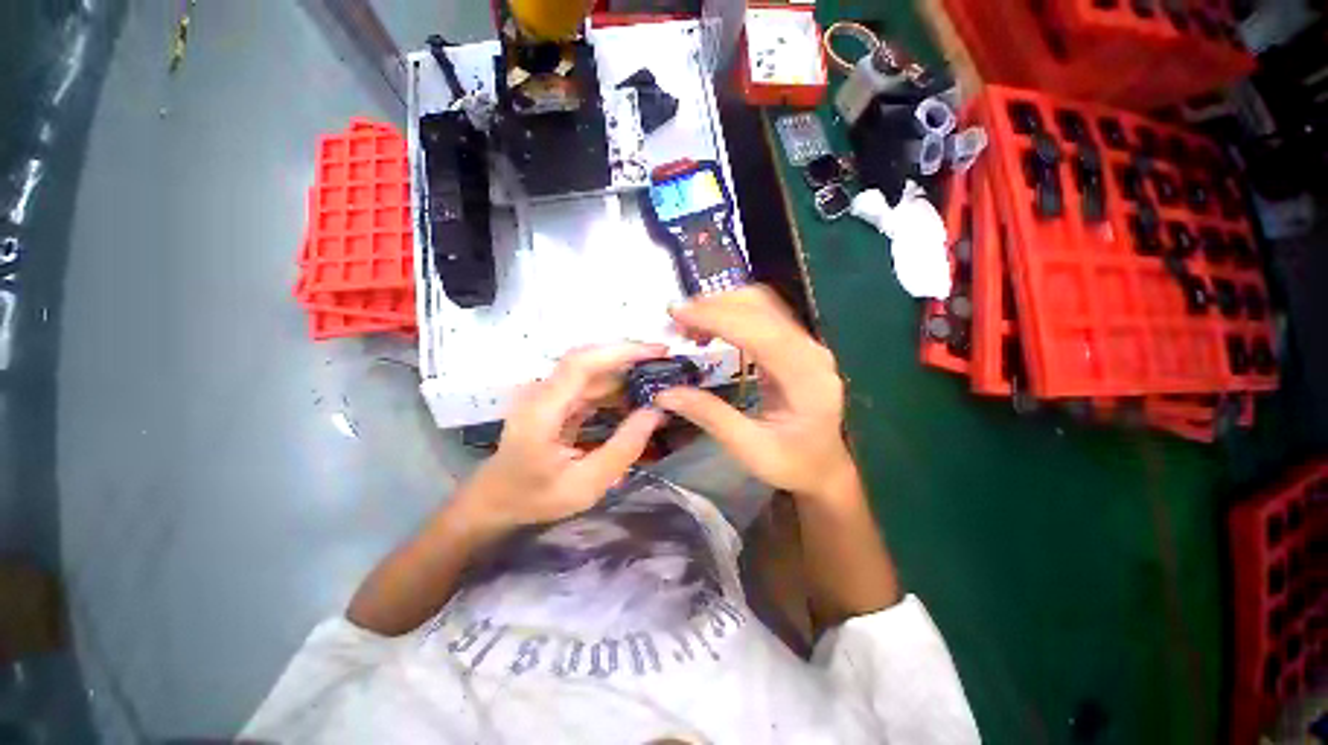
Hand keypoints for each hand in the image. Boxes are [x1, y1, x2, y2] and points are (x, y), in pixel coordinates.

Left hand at [460, 343, 666, 530]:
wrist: (496, 500)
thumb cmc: (536, 497)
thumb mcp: (586, 485)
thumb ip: (623, 448)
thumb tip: (656, 412)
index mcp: (543, 410)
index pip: (582, 363)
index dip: (621, 352)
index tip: (657, 351)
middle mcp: (543, 392)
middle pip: (589, 360)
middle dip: (630, 357)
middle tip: (667, 363)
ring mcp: (548, 394)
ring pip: (592, 371)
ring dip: (625, 372)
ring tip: (658, 381)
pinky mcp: (555, 400)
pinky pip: (589, 385)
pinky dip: (615, 387)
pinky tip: (635, 397)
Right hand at [655, 286, 855, 498]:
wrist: (825, 467)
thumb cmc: (793, 465)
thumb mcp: (750, 450)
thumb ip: (710, 417)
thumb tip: (664, 393)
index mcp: (806, 378)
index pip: (760, 332)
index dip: (717, 318)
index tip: (678, 315)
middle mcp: (810, 351)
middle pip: (762, 308)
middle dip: (715, 306)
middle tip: (676, 319)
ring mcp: (805, 345)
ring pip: (762, 306)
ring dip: (722, 306)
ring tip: (689, 323)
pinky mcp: (795, 346)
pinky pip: (762, 317)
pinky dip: (732, 315)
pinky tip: (711, 329)